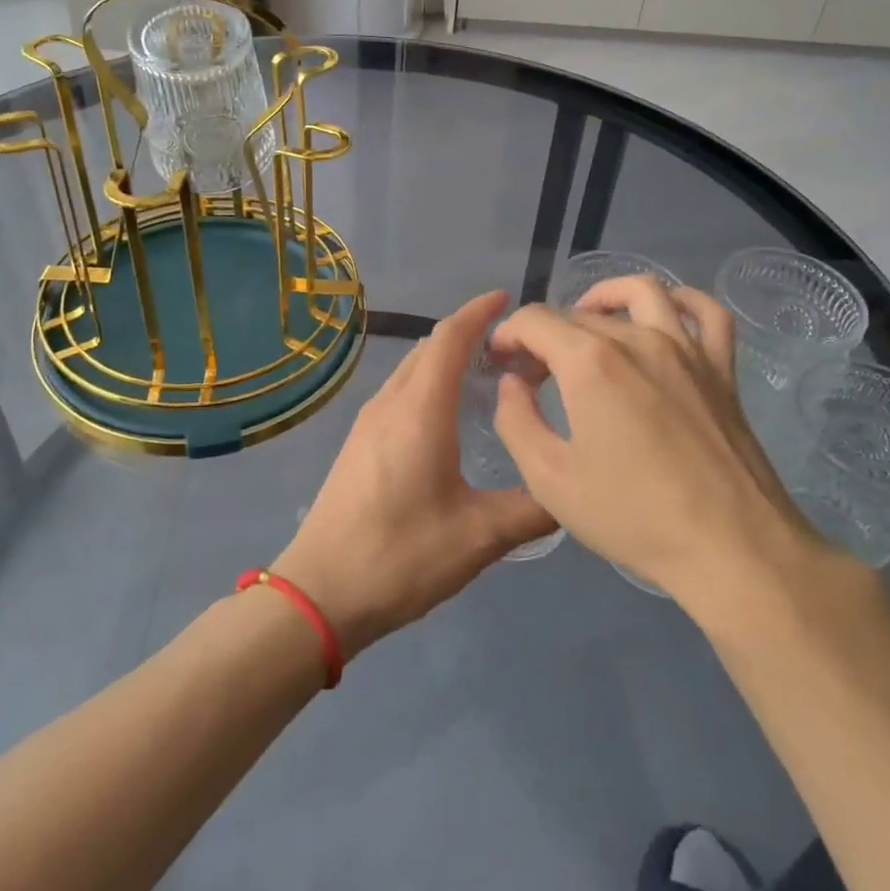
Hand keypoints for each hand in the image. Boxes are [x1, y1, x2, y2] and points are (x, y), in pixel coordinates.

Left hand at [272, 291, 558, 657]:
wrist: (320, 592)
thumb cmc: (401, 555)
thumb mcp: (479, 538)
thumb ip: (532, 510)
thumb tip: (570, 492)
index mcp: (420, 410)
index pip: (450, 339)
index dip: (478, 312)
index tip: (506, 298)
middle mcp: (391, 404)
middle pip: (429, 349)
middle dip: (468, 333)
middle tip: (512, 346)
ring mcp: (368, 422)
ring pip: (411, 370)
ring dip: (445, 359)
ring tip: (485, 373)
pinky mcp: (358, 443)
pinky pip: (399, 392)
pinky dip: (428, 383)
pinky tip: (447, 414)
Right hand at [489, 276, 835, 614]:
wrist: (730, 548)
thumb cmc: (633, 517)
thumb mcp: (550, 480)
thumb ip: (516, 421)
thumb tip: (513, 384)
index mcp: (590, 363)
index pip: (535, 321)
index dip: (508, 335)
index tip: (500, 362)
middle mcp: (638, 339)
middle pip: (578, 313)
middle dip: (545, 335)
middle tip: (535, 374)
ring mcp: (686, 348)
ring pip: (641, 292)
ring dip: (604, 298)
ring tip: (589, 323)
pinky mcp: (721, 367)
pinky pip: (705, 312)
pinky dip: (680, 300)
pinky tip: (663, 316)